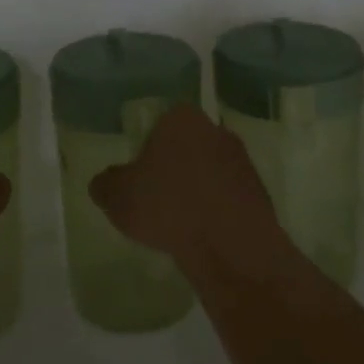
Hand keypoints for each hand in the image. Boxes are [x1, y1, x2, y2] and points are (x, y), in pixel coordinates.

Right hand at [88, 105, 283, 276]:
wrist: (232, 245)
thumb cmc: (169, 206)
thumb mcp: (118, 197)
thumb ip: (105, 183)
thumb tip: (103, 181)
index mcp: (182, 118)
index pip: (160, 124)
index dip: (148, 150)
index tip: (140, 178)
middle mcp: (215, 129)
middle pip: (187, 145)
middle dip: (175, 168)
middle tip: (158, 200)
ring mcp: (241, 159)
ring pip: (209, 170)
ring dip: (197, 190)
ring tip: (181, 223)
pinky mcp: (259, 191)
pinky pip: (228, 196)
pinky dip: (216, 211)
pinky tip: (204, 235)